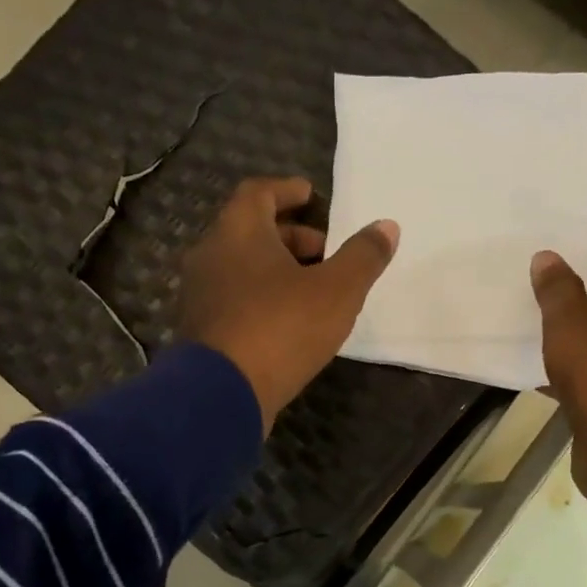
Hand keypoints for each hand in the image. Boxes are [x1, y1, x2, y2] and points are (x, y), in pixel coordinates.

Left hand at [178, 177, 399, 429]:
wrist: (221, 395)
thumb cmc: (280, 329)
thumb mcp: (337, 291)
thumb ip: (363, 257)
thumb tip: (387, 227)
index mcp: (238, 232)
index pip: (258, 192)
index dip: (287, 190)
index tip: (311, 195)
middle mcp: (210, 255)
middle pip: (250, 231)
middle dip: (290, 236)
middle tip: (325, 251)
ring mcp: (199, 296)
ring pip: (241, 268)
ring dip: (276, 271)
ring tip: (312, 290)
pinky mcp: (200, 332)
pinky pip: (234, 301)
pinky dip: (260, 300)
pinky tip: (287, 323)